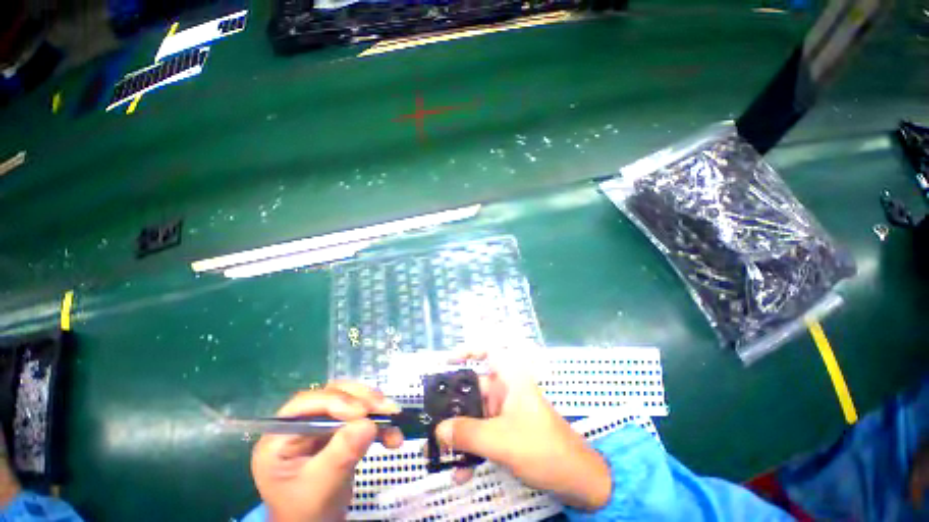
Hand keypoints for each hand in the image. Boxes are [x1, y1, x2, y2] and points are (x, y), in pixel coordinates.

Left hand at [251, 382, 403, 521]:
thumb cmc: (309, 512)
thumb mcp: (322, 486)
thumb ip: (341, 454)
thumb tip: (368, 423)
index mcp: (279, 438)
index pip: (305, 405)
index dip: (335, 401)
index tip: (363, 412)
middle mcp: (299, 425)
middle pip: (332, 397)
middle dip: (362, 401)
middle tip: (386, 409)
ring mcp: (320, 427)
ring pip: (350, 402)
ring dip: (375, 409)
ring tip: (394, 419)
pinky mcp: (338, 431)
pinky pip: (361, 418)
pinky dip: (379, 424)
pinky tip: (393, 436)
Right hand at [435, 350, 611, 511]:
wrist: (576, 480)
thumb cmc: (543, 448)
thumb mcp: (502, 441)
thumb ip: (468, 434)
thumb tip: (438, 431)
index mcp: (510, 378)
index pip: (489, 351)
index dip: (468, 351)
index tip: (447, 362)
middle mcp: (505, 390)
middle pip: (473, 389)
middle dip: (451, 406)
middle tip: (431, 422)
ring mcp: (505, 412)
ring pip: (475, 416)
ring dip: (458, 434)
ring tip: (438, 452)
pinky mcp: (506, 432)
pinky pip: (482, 435)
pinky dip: (470, 449)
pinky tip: (459, 471)